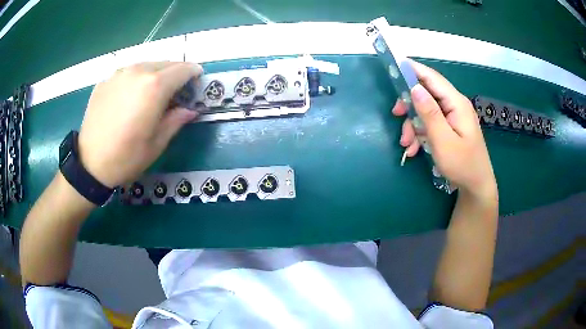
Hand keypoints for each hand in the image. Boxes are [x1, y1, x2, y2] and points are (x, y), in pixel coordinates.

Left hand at [78, 62, 201, 187]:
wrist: (89, 164)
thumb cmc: (126, 157)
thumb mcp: (157, 143)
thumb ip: (176, 120)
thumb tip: (190, 109)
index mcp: (155, 86)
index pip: (184, 69)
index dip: (194, 74)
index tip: (196, 83)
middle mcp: (138, 71)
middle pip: (166, 63)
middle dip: (175, 74)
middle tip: (175, 92)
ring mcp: (119, 74)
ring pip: (146, 65)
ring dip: (155, 75)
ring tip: (150, 95)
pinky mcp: (105, 81)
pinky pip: (127, 73)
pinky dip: (135, 80)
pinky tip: (128, 99)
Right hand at [392, 60, 496, 199]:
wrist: (476, 186)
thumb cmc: (462, 165)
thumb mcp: (443, 140)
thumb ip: (429, 113)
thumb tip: (414, 88)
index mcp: (456, 103)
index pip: (432, 78)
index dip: (412, 70)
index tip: (393, 67)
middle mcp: (455, 105)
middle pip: (427, 93)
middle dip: (410, 105)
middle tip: (396, 115)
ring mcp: (453, 116)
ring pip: (426, 110)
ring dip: (413, 124)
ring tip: (406, 144)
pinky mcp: (450, 127)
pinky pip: (431, 123)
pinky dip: (420, 133)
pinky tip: (414, 149)